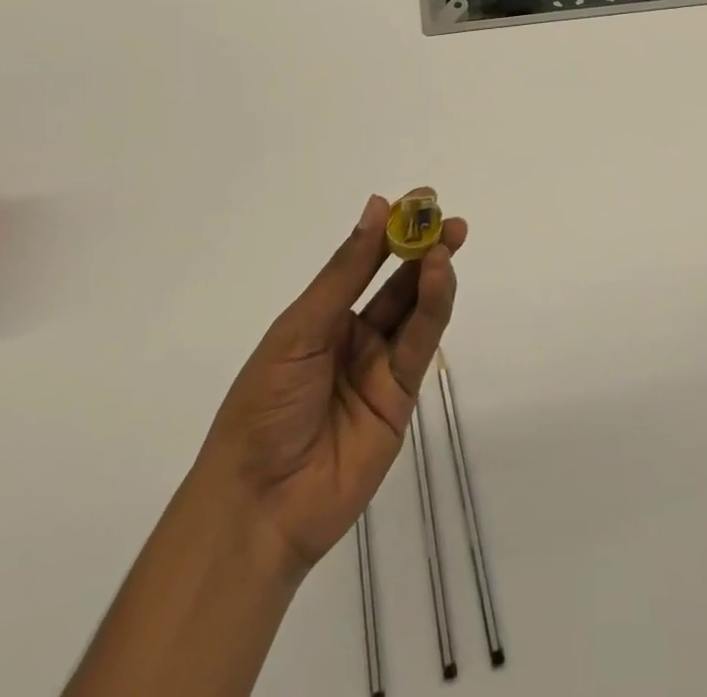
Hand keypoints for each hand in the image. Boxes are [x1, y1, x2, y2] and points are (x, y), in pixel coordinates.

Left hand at [195, 190, 466, 574]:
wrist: (259, 507)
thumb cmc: (263, 408)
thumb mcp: (300, 330)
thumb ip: (344, 273)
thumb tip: (376, 206)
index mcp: (320, 318)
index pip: (362, 263)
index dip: (390, 230)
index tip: (419, 198)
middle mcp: (353, 336)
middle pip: (396, 283)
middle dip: (422, 248)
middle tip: (447, 218)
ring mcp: (379, 367)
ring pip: (414, 310)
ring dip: (432, 274)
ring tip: (447, 242)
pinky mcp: (401, 398)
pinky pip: (420, 345)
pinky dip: (433, 309)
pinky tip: (440, 278)